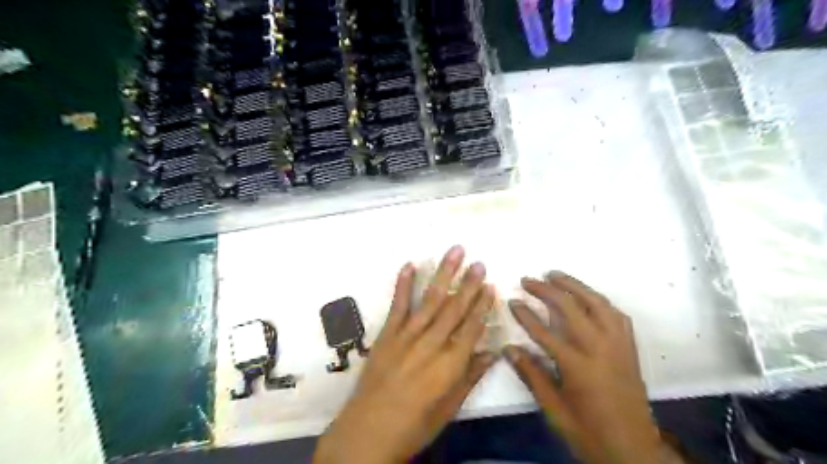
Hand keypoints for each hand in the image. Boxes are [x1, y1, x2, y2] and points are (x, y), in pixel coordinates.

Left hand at [314, 246, 496, 463]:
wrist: (368, 431)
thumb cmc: (414, 424)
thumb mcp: (449, 407)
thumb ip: (470, 376)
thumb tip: (492, 352)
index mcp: (450, 364)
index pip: (472, 327)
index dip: (482, 306)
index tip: (491, 286)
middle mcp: (431, 344)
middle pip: (454, 308)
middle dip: (469, 284)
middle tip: (479, 263)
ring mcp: (407, 335)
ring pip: (431, 299)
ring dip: (444, 274)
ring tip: (455, 253)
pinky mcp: (387, 334)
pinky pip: (397, 304)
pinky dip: (403, 284)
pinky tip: (409, 265)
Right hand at [504, 273, 663, 463]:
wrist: (634, 451)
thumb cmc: (589, 432)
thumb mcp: (554, 410)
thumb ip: (532, 376)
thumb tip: (508, 349)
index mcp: (578, 367)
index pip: (544, 331)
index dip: (525, 314)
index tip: (512, 301)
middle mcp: (600, 349)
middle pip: (571, 308)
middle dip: (546, 290)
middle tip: (528, 280)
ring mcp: (618, 345)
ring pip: (596, 303)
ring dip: (574, 285)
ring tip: (555, 275)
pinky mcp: (629, 347)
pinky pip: (616, 314)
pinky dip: (598, 300)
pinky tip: (587, 296)